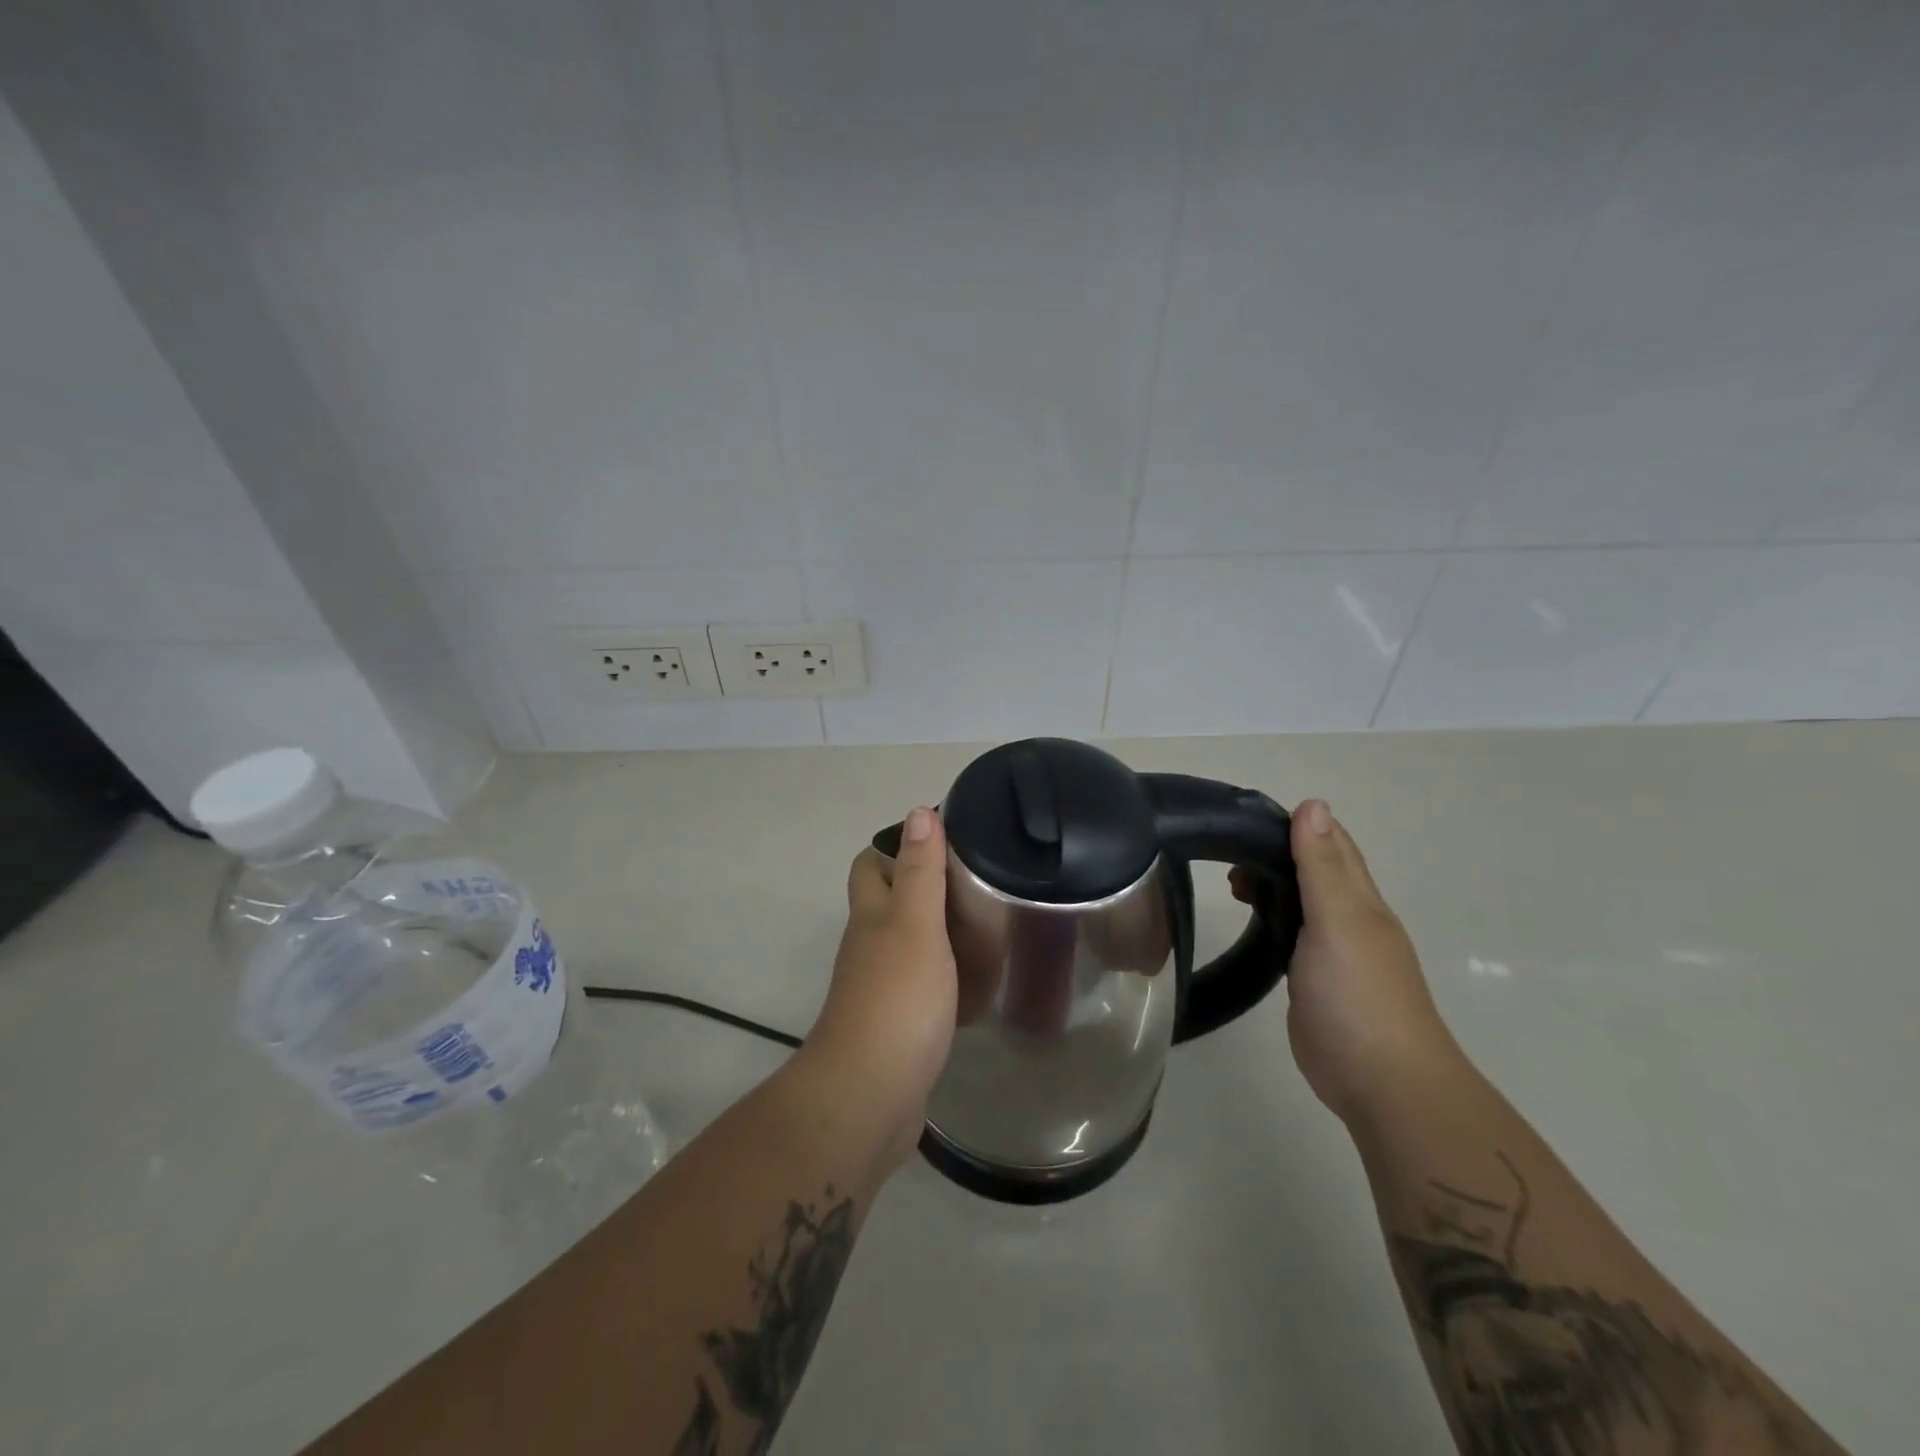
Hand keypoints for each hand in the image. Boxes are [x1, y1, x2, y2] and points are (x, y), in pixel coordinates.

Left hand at [804, 807, 957, 1169]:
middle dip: (927, 886)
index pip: (872, 863)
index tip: (947, 838)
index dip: (900, 844)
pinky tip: (983, 978)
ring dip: (943, 931)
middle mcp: (871, 945)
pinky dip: (950, 975)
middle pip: (892, 902)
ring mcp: (883, 987)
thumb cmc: (896, 999)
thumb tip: (918, 812)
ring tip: (992, 923)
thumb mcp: (915, 925)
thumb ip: (920, 871)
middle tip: (978, 881)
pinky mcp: (900, 1023)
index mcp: (872, 916)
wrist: (870, 1096)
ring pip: (911, 943)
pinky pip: (926, 985)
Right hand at [1233, 800, 1461, 1123]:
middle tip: (1225, 854)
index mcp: (1359, 899)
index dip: (1295, 824)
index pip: (1331, 843)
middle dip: (1274, 853)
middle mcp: (1349, 919)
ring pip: (1302, 902)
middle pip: (1314, 870)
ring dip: (1271, 885)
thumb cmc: (1359, 995)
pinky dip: (1271, 918)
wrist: (1381, 1082)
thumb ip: (1322, 866)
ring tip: (1230, 884)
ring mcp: (1333, 953)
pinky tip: (1252, 923)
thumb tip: (1312, 804)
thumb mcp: (1338, 921)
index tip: (1245, 817)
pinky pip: (1292, 936)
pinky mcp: (1314, 981)